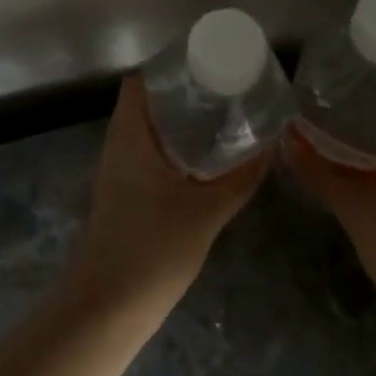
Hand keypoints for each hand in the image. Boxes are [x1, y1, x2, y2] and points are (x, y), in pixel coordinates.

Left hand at [65, 75, 270, 322]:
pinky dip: (172, 151)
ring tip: (221, 121)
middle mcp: (117, 149)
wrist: (106, 309)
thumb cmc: (152, 251)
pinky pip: (146, 158)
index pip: (139, 84)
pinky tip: (202, 164)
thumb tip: (269, 145)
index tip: (207, 66)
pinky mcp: (121, 199)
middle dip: (182, 96)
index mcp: (129, 139)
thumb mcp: (206, 212)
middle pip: (144, 106)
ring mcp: (116, 176)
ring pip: (145, 134)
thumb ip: (239, 178)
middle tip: (225, 92)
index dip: (169, 69)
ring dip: (177, 125)